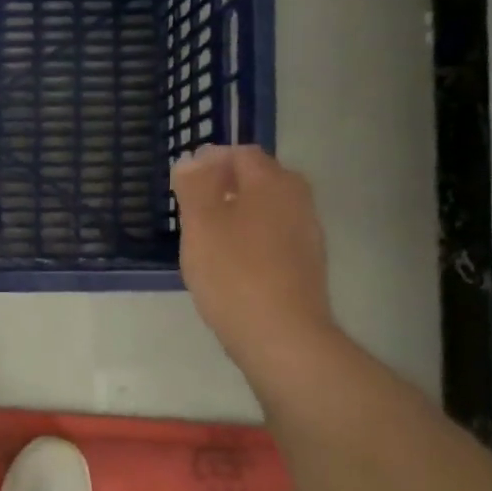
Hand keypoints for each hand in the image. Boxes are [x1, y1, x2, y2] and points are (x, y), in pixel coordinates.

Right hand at [172, 145, 336, 372]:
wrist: (281, 336)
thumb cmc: (233, 273)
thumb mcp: (201, 223)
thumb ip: (195, 185)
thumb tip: (194, 158)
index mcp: (273, 183)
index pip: (242, 154)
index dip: (211, 161)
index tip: (184, 183)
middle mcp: (297, 200)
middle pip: (260, 179)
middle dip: (226, 185)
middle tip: (193, 208)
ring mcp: (306, 234)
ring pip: (267, 210)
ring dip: (239, 214)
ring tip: (207, 238)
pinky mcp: (305, 265)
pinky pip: (274, 237)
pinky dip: (252, 240)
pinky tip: (230, 264)